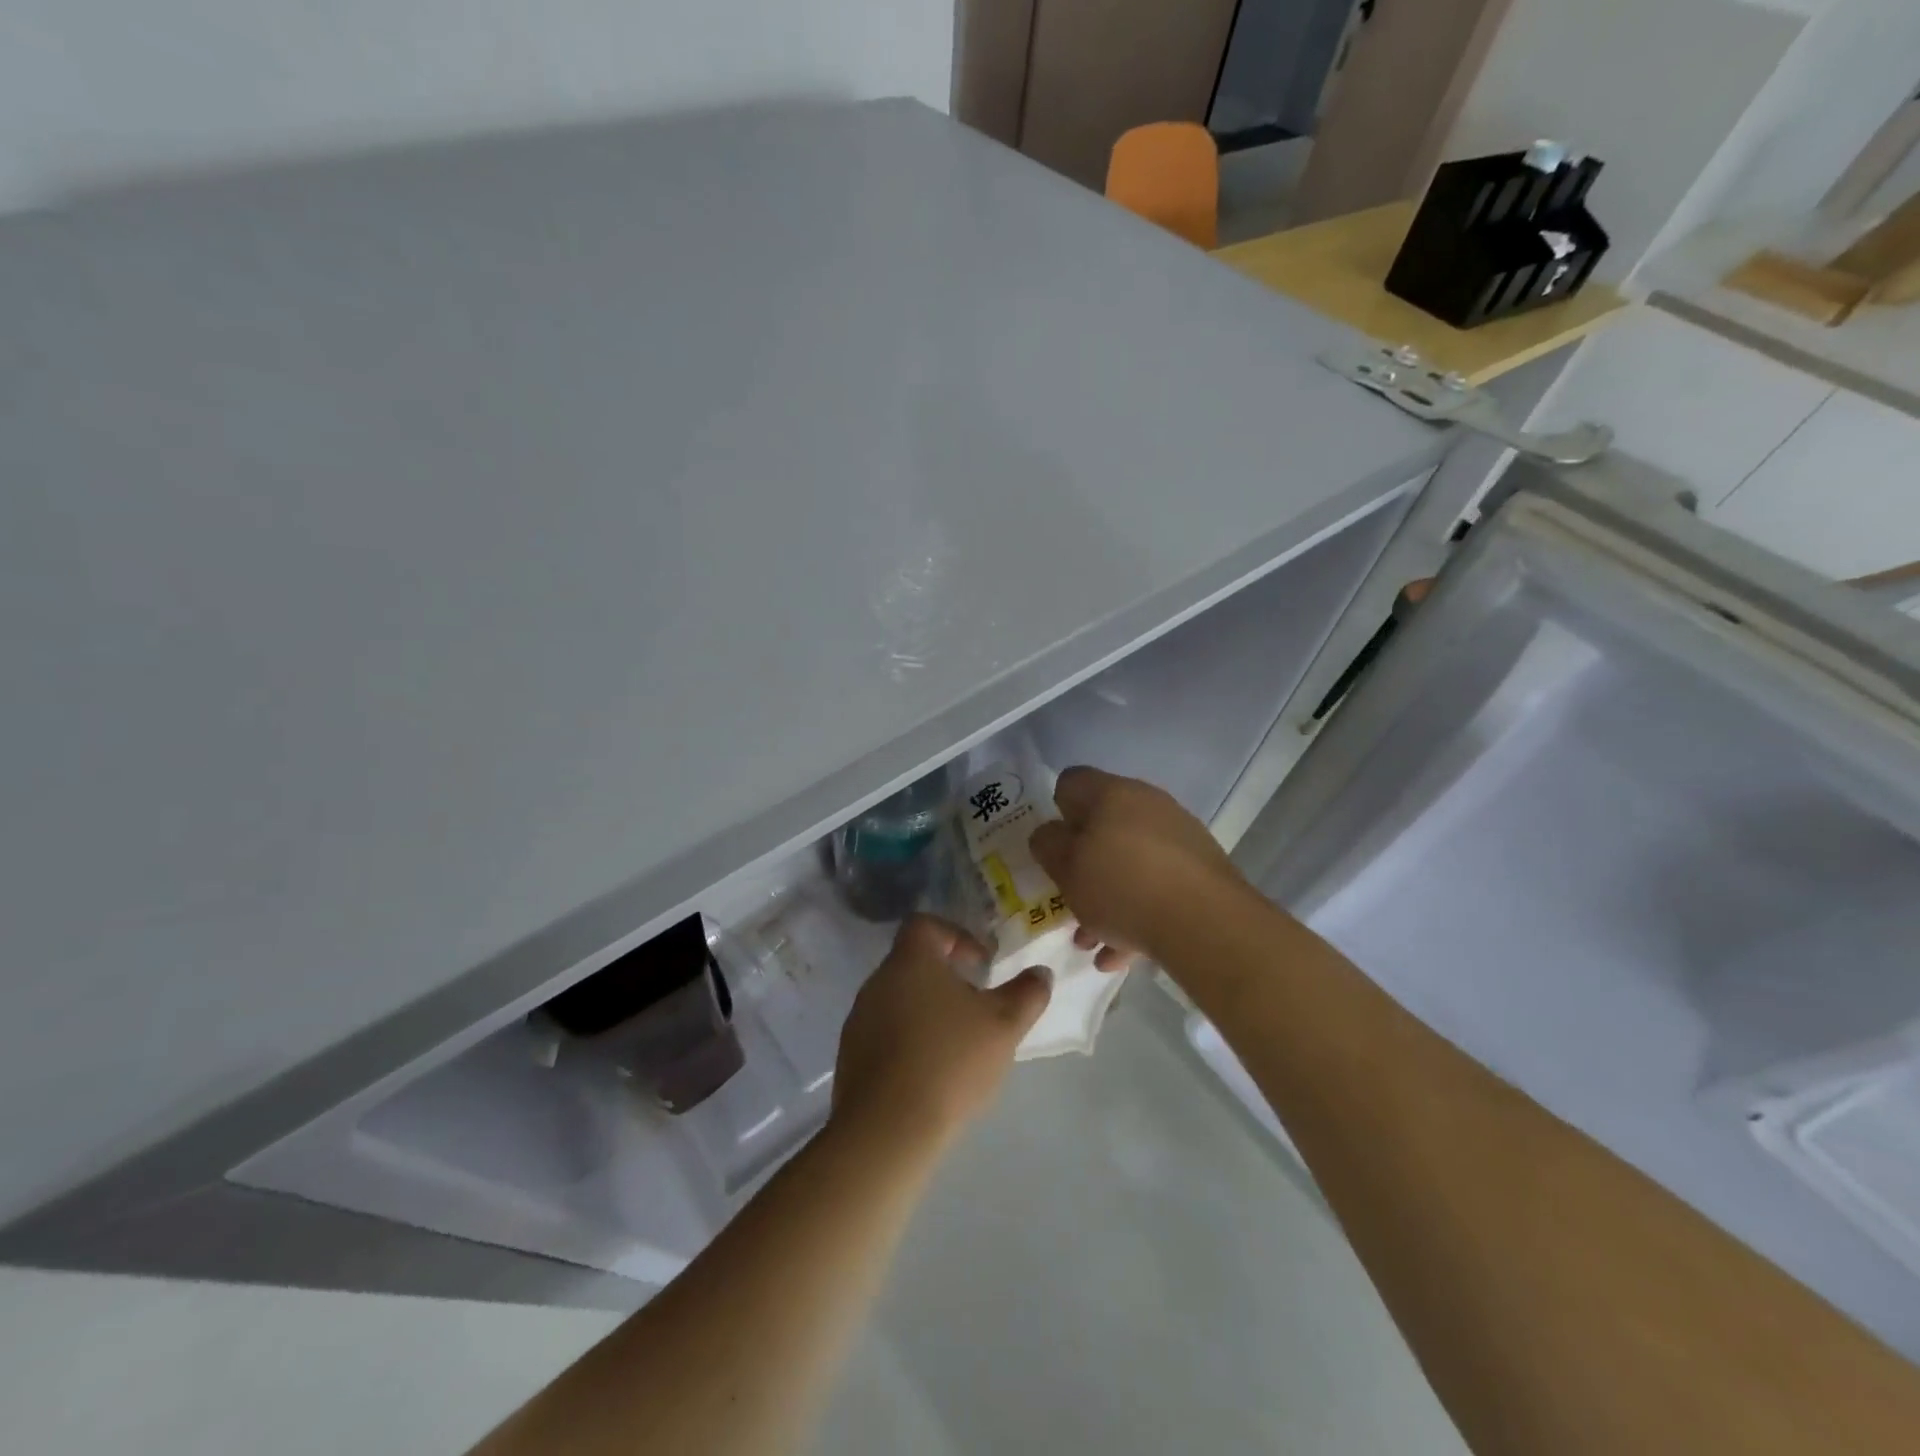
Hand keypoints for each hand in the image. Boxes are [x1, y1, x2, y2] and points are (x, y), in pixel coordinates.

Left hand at [831, 915, 1051, 1153]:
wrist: (887, 1128)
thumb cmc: (950, 1061)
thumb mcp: (1004, 1025)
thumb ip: (1027, 993)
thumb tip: (1041, 973)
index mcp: (910, 960)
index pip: (925, 924)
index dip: (957, 936)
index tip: (981, 966)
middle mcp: (878, 980)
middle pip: (914, 963)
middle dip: (947, 980)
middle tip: (977, 1008)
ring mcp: (859, 1019)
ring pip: (900, 1000)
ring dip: (928, 1013)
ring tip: (958, 1046)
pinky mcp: (851, 1056)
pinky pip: (885, 1034)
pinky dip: (909, 1042)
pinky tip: (931, 1074)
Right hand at [1029, 767, 1246, 968]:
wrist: (1207, 924)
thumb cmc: (1122, 887)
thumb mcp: (1066, 870)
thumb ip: (1048, 846)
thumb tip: (1049, 833)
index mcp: (1111, 793)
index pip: (1071, 782)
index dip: (1055, 810)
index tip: (1052, 847)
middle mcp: (1148, 804)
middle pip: (1103, 826)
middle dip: (1083, 864)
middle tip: (1069, 897)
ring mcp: (1179, 836)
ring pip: (1130, 861)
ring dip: (1108, 896)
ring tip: (1092, 940)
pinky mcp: (1202, 870)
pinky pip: (1157, 886)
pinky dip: (1138, 913)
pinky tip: (1122, 954)